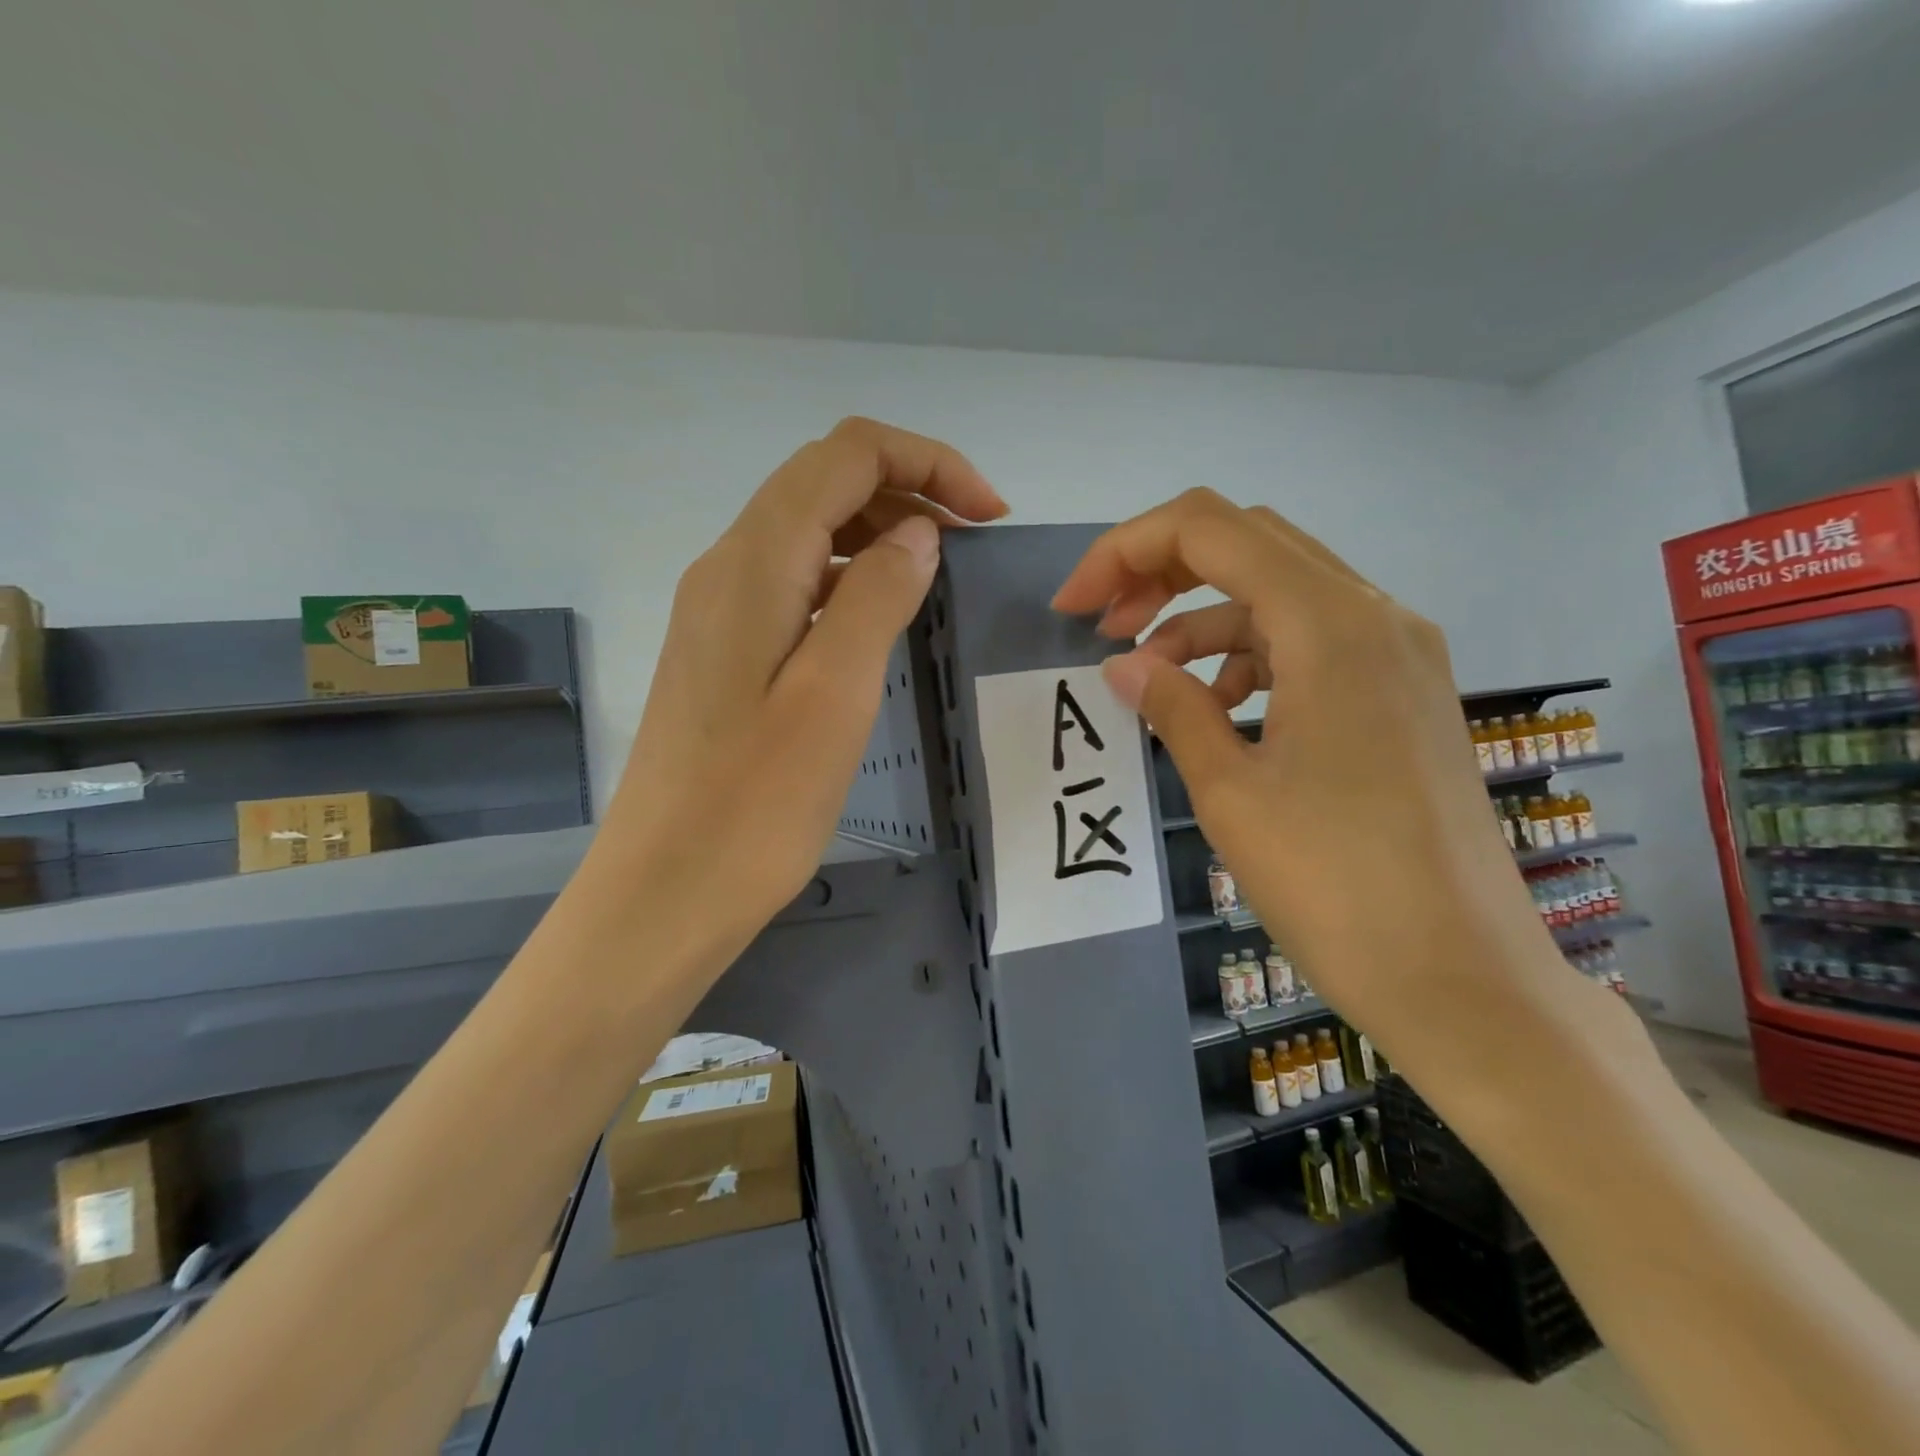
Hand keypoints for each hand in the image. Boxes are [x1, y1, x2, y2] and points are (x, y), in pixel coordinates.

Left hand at [604, 418, 1006, 947]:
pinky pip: (796, 581)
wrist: (667, 889)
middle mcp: (728, 567)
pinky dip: (850, 576)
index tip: (989, 517)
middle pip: (824, 482)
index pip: (846, 454)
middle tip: (974, 544)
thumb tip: (916, 535)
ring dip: (880, 530)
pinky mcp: (725, 651)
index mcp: (755, 563)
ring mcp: (720, 609)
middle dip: (908, 489)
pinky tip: (882, 617)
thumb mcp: (835, 693)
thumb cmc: (756, 802)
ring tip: (940, 574)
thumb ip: (877, 596)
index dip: (927, 463)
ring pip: (809, 530)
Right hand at [1052, 489, 1566, 1065]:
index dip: (1125, 552)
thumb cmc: (1335, 885)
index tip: (1073, 608)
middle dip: (1161, 572)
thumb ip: (1173, 707)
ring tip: (1152, 679)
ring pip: (1280, 592)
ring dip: (1204, 619)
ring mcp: (1399, 652)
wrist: (1463, 979)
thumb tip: (1124, 665)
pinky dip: (1252, 655)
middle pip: (1248, 543)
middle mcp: (1375, 615)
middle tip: (1105, 628)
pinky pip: (1313, 641)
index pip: (1208, 529)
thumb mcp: (1230, 792)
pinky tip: (1223, 709)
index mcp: (1330, 624)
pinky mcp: (1404, 692)